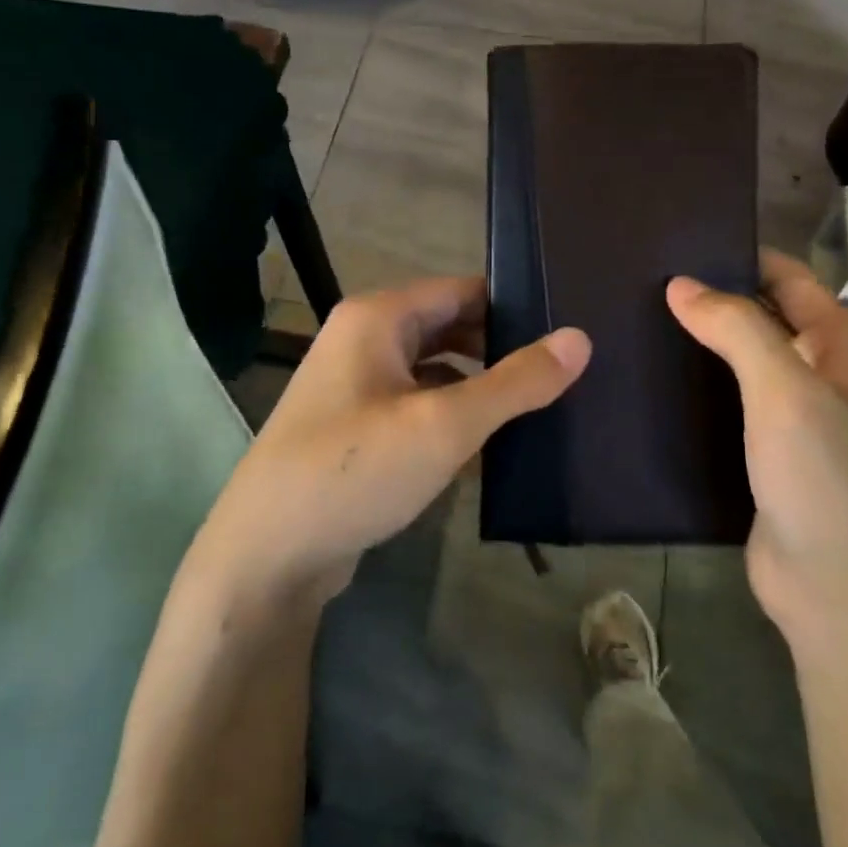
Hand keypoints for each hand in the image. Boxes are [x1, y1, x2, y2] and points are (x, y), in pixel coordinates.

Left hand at [188, 277, 590, 613]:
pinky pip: (418, 407)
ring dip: (480, 387)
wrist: (267, 555)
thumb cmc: (355, 471)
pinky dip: (453, 417)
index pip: (463, 291)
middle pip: (450, 328)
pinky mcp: (358, 429)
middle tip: (564, 376)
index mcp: (378, 317)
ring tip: (541, 408)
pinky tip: (493, 445)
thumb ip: (514, 381)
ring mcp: (357, 386)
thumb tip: (579, 338)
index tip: (568, 334)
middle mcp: (364, 340)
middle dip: (501, 350)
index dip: (516, 308)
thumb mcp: (444, 424)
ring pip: (435, 371)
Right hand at [666, 249, 847, 661]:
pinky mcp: (766, 456)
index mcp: (844, 346)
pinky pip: (729, 407)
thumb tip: (680, 283)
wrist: (837, 596)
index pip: (787, 278)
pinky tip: (652, 382)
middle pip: (762, 318)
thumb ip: (737, 328)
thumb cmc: (826, 481)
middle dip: (712, 301)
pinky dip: (698, 390)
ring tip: (634, 323)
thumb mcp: (786, 391)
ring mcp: (796, 419)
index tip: (673, 244)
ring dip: (700, 346)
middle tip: (640, 283)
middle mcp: (825, 375)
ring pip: (742, 365)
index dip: (737, 258)